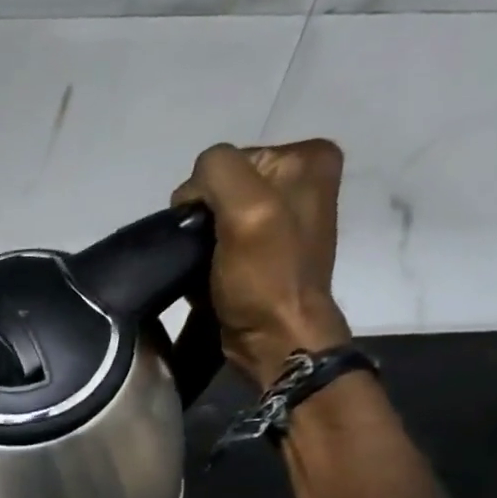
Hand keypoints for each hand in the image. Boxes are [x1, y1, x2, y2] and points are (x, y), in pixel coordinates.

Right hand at [172, 140, 352, 389]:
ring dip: (202, 240)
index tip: (213, 233)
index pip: (224, 161)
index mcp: (306, 158)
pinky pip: (221, 237)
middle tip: (210, 253)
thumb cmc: (266, 277)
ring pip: (215, 214)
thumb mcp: (246, 209)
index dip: (205, 196)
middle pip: (221, 186)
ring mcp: (284, 215)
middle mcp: (301, 178)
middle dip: (204, 218)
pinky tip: (211, 273)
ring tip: (208, 266)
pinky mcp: (266, 247)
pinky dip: (207, 254)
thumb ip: (217, 172)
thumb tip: (190, 192)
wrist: (276, 339)